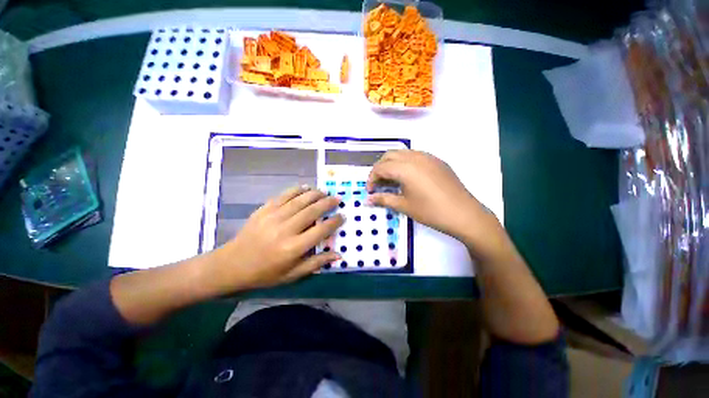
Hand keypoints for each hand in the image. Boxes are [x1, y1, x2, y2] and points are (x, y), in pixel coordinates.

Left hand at [210, 186, 343, 291]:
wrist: (232, 265)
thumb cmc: (265, 273)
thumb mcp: (292, 275)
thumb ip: (316, 263)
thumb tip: (339, 255)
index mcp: (293, 248)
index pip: (320, 231)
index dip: (334, 222)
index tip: (342, 216)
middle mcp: (285, 230)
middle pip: (312, 211)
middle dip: (327, 203)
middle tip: (337, 198)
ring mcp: (273, 217)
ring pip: (299, 200)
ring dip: (315, 194)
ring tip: (325, 192)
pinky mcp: (264, 210)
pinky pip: (283, 196)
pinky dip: (296, 190)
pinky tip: (305, 187)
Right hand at [367, 150, 493, 242]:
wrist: (464, 214)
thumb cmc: (431, 211)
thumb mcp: (404, 206)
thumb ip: (383, 199)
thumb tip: (367, 200)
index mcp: (405, 168)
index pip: (380, 168)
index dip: (371, 179)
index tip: (370, 191)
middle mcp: (415, 157)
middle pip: (389, 155)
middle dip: (379, 168)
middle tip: (378, 184)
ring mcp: (428, 157)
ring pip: (402, 153)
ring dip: (392, 163)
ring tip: (392, 180)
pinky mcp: (437, 160)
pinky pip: (415, 156)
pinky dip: (405, 163)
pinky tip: (408, 177)